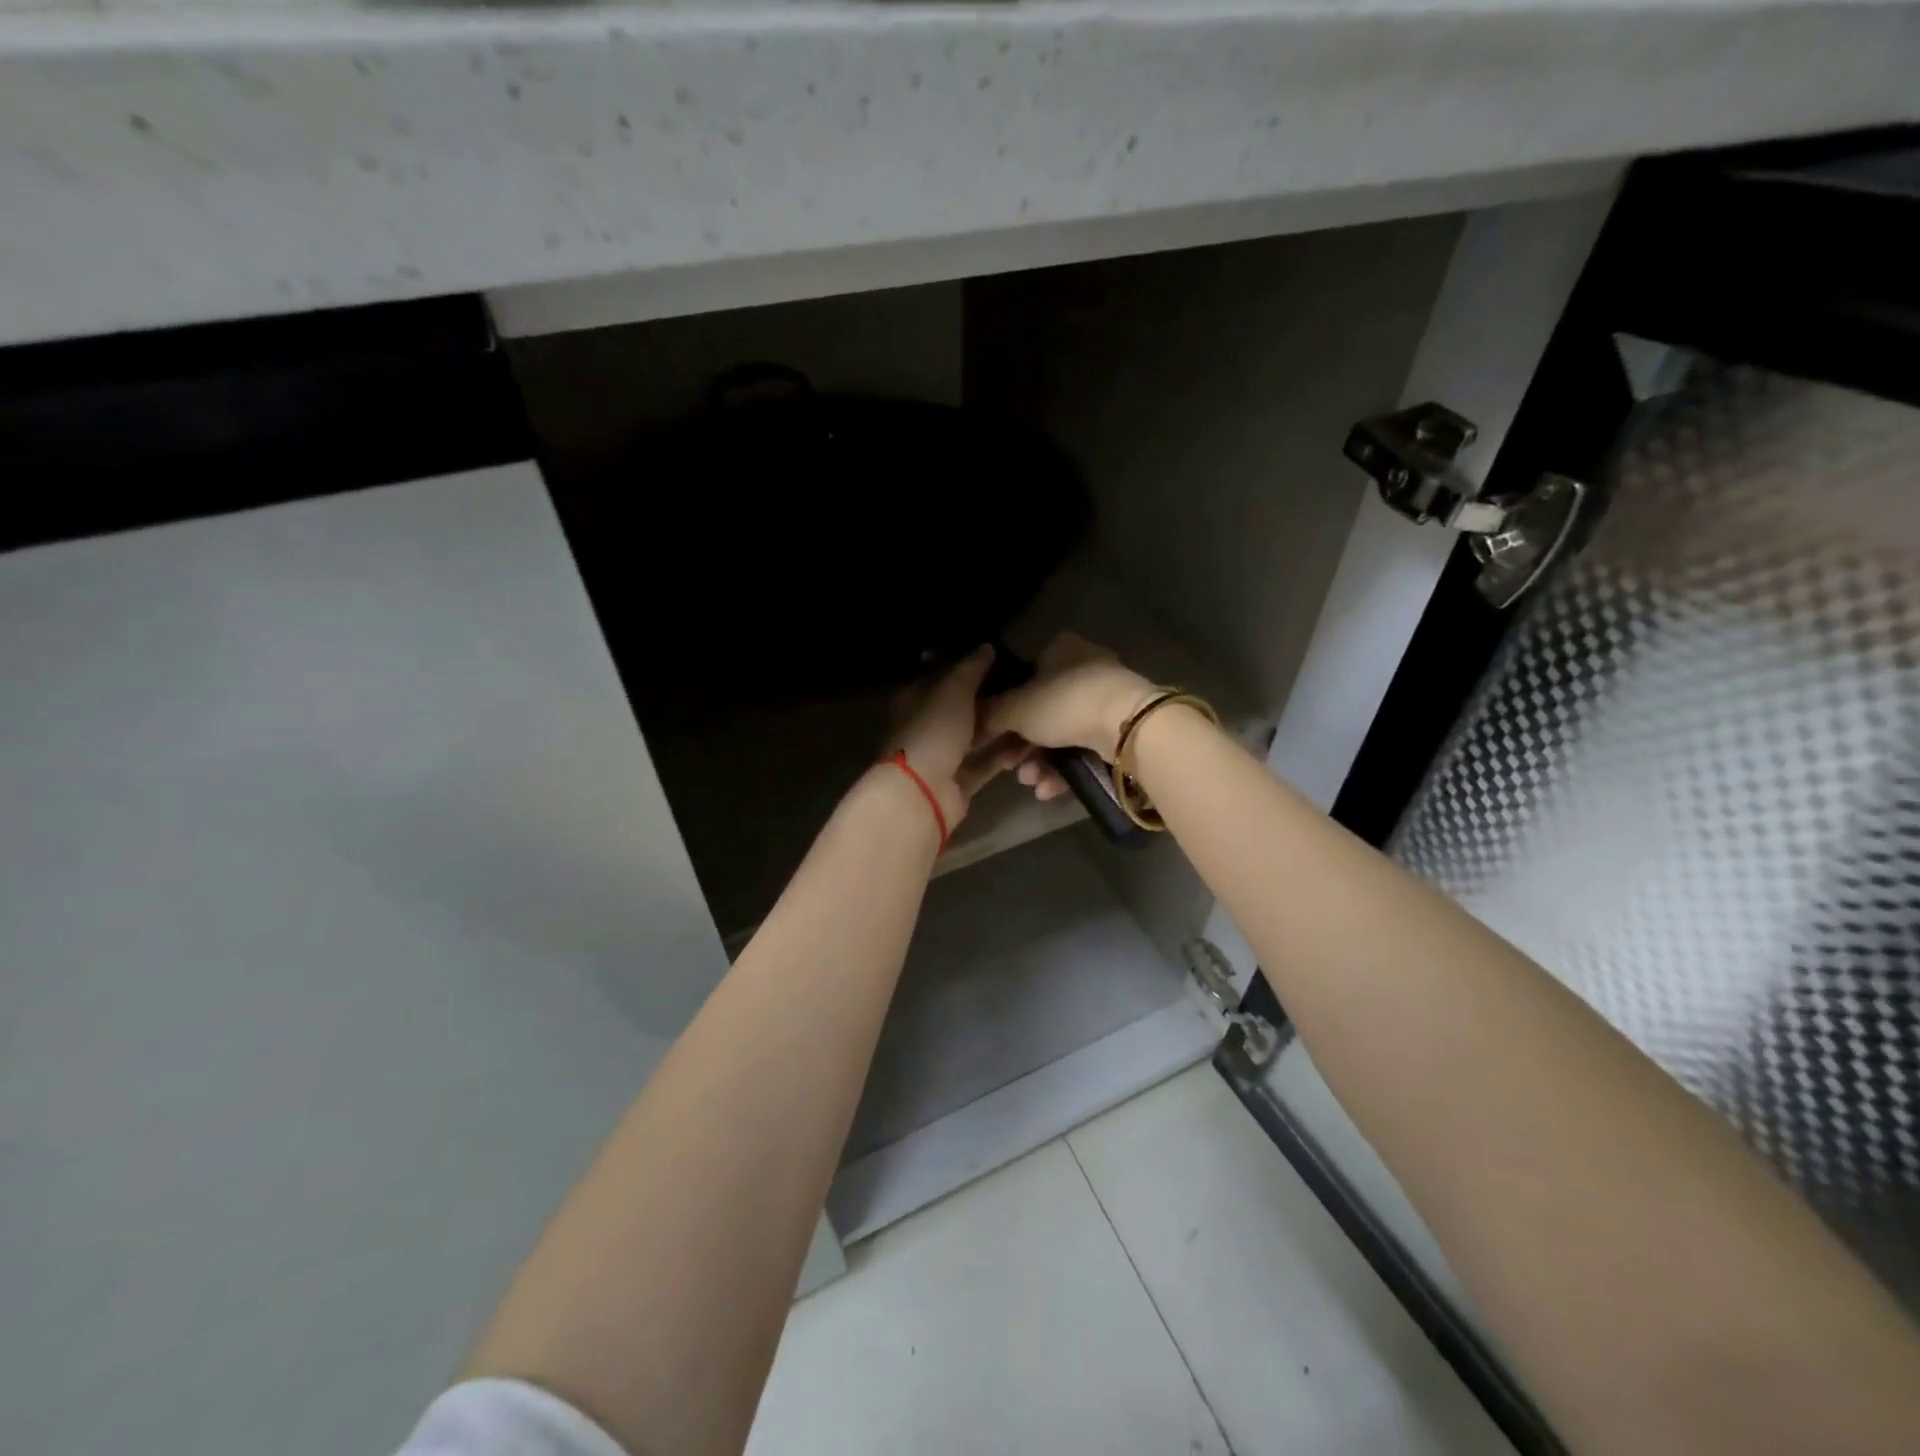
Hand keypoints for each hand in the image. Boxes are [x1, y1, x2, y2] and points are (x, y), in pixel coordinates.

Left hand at [886, 646, 1027, 828]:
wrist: (921, 792)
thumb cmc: (933, 731)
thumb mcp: (953, 690)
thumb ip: (971, 668)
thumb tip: (987, 647)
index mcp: (916, 700)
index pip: (943, 676)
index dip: (969, 667)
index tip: (1002, 660)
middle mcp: (928, 726)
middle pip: (962, 708)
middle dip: (991, 700)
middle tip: (1026, 688)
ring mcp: (943, 756)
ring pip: (976, 737)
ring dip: (1001, 729)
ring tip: (1032, 715)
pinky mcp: (959, 782)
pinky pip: (985, 764)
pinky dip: (1002, 756)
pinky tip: (1028, 746)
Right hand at [982, 633, 1155, 801]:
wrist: (1126, 726)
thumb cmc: (1064, 703)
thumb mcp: (1016, 708)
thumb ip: (991, 713)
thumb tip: (973, 718)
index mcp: (1061, 650)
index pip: (1024, 675)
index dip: (1006, 707)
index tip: (994, 734)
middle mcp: (1084, 668)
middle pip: (1042, 710)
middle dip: (1022, 745)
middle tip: (1008, 766)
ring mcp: (1105, 699)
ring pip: (1062, 734)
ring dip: (1040, 762)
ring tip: (1030, 782)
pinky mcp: (1120, 728)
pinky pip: (1084, 749)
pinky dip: (1065, 769)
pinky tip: (1049, 790)